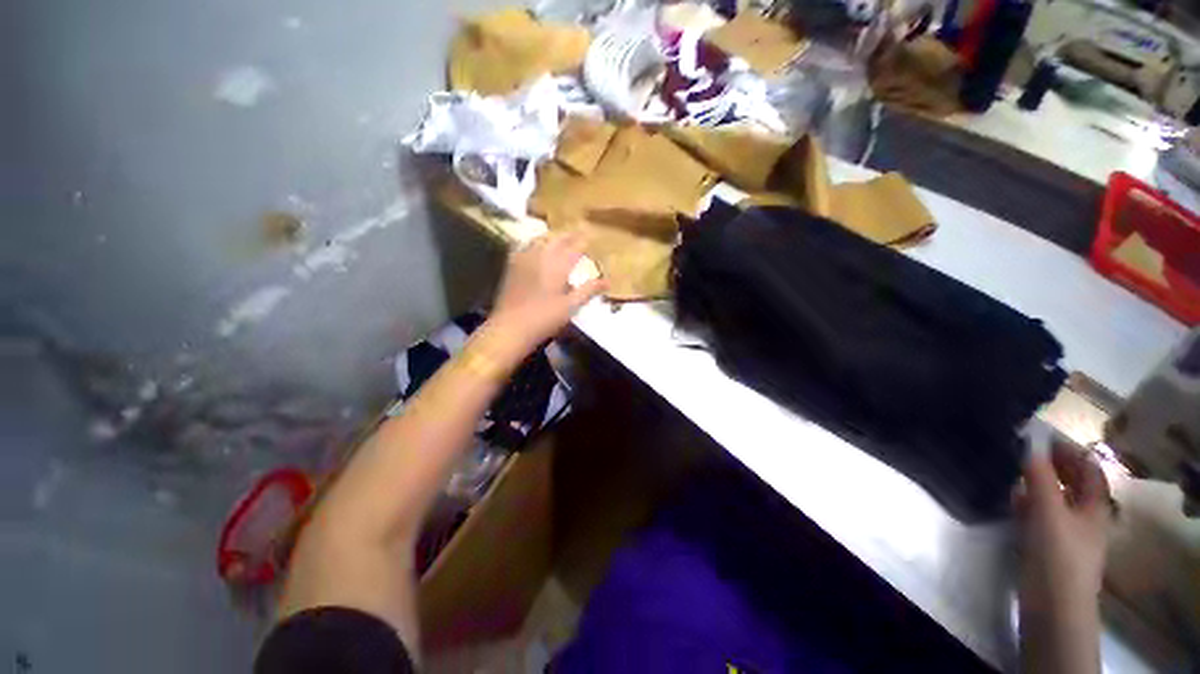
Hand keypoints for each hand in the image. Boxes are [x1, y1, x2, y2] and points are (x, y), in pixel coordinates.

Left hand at [485, 233, 606, 356]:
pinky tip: (537, 249)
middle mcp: (541, 257)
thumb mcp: (570, 306)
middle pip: (557, 240)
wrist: (510, 327)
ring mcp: (524, 260)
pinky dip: (535, 244)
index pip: (575, 247)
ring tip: (560, 238)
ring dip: (553, 237)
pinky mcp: (513, 267)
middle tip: (579, 231)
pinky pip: (526, 248)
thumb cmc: (544, 318)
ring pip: (540, 240)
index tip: (592, 233)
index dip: (585, 240)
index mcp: (557, 265)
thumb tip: (607, 281)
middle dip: (569, 235)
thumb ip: (588, 290)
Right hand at [1016, 442, 1111, 613]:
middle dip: (1052, 464)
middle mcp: (1083, 514)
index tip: (1041, 435)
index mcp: (1094, 505)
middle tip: (1022, 448)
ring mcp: (1066, 531)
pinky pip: (1040, 514)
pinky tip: (1011, 497)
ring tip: (1011, 468)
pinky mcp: (1047, 544)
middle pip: (1072, 482)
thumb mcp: (1049, 511)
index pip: (1088, 468)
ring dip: (1037, 482)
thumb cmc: (1058, 552)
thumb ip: (1040, 477)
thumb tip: (1029, 443)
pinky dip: (1028, 501)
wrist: (1053, 604)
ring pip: (1054, 498)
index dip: (1069, 450)